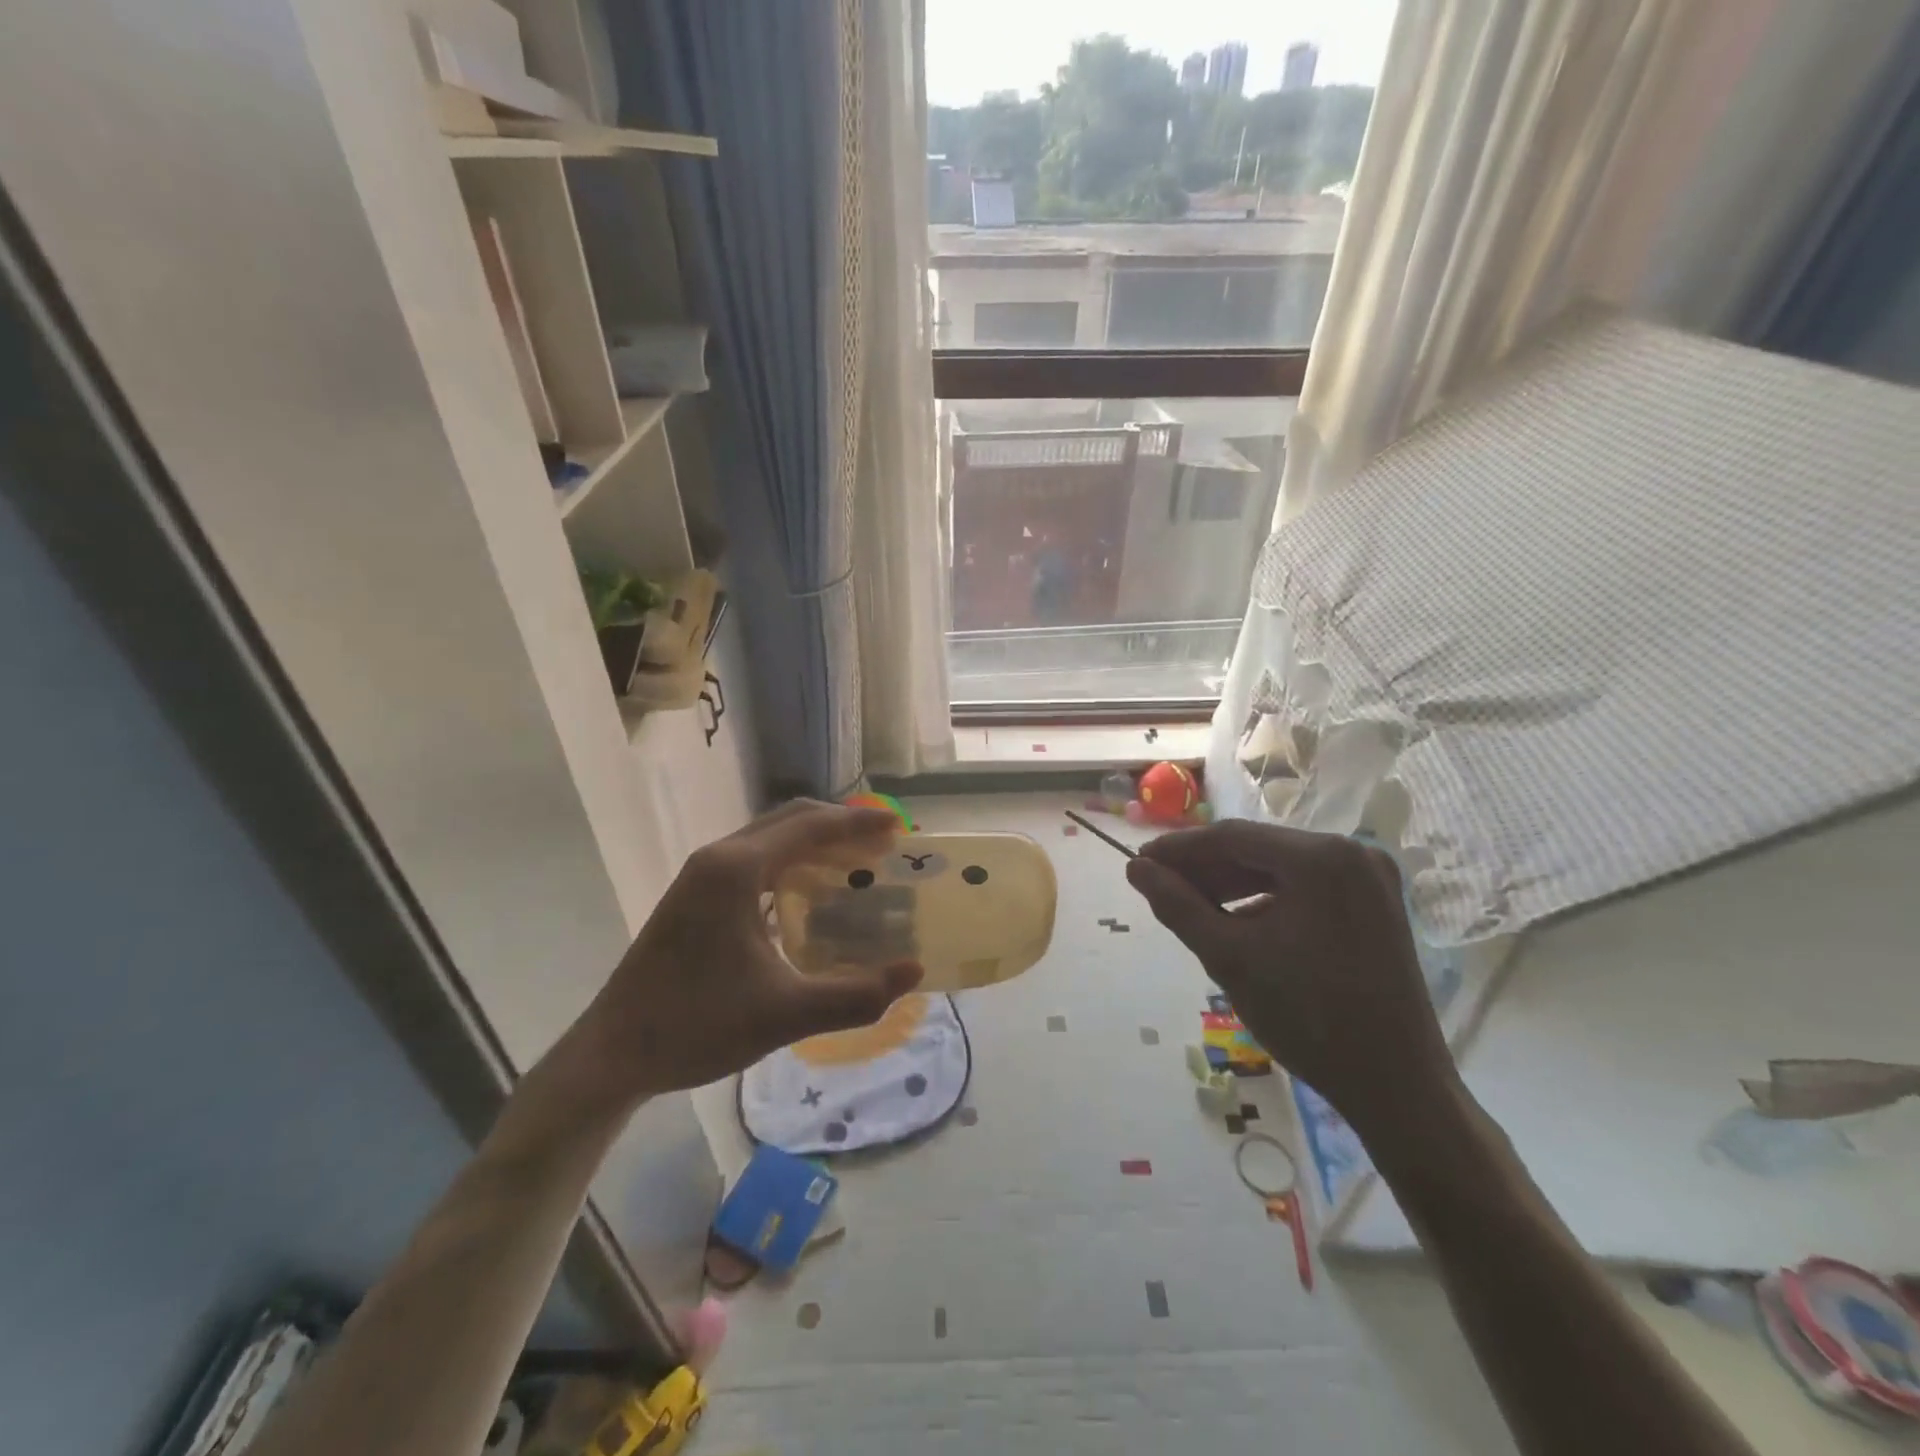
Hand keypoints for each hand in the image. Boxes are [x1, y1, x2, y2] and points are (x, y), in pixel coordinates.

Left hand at [553, 801, 923, 1112]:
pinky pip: (755, 862)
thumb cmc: (695, 1025)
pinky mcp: (694, 897)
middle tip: (883, 847)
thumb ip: (854, 995)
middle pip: (790, 822)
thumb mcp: (783, 1014)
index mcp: (736, 870)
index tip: (898, 827)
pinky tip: (811, 898)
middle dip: (840, 827)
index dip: (858, 823)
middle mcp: (718, 859)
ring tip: (856, 866)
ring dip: (814, 845)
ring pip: (770, 840)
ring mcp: (701, 877)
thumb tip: (913, 973)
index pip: (810, 826)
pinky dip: (791, 865)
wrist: (611, 1055)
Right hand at [1125, 821, 1457, 1145]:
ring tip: (1188, 906)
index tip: (1139, 862)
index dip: (1179, 849)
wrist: (1396, 1086)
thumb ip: (1177, 905)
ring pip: (1280, 868)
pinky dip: (1266, 900)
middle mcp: (1351, 852)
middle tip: (1158, 886)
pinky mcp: (1374, 904)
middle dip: (1205, 869)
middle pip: (1258, 850)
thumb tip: (1136, 869)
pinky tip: (1236, 924)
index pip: (1232, 837)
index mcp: (1321, 857)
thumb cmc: (1307, 1017)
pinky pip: (1305, 888)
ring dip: (1232, 885)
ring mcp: (1369, 878)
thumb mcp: (1229, 957)